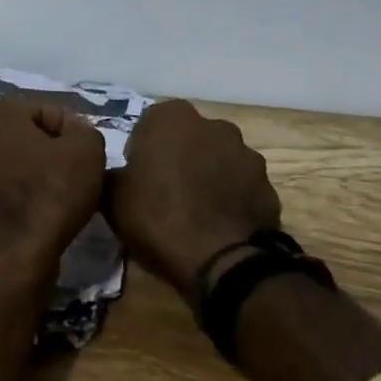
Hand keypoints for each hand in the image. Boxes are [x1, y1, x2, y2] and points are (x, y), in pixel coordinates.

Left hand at [0, 100, 105, 284]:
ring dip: (33, 179)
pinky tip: (39, 219)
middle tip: (76, 177)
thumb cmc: (50, 191)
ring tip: (60, 201)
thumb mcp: (87, 151)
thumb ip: (86, 132)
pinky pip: (1, 198)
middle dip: (50, 155)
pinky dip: (19, 204)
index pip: (46, 111)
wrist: (14, 255)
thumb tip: (75, 134)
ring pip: (11, 170)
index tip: (87, 157)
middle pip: (25, 141)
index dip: (73, 132)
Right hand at [106, 100, 282, 299]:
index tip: (136, 175)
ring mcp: (247, 154)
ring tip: (193, 212)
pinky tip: (216, 225)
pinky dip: (229, 198)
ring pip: (217, 159)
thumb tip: (118, 172)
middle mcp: (214, 125)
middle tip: (163, 191)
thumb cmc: (159, 217)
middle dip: (177, 156)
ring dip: (206, 175)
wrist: (223, 262)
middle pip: (188, 137)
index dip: (141, 148)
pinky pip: (240, 186)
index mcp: (172, 118)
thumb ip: (112, 173)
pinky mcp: (268, 186)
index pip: (149, 122)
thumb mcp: (112, 197)